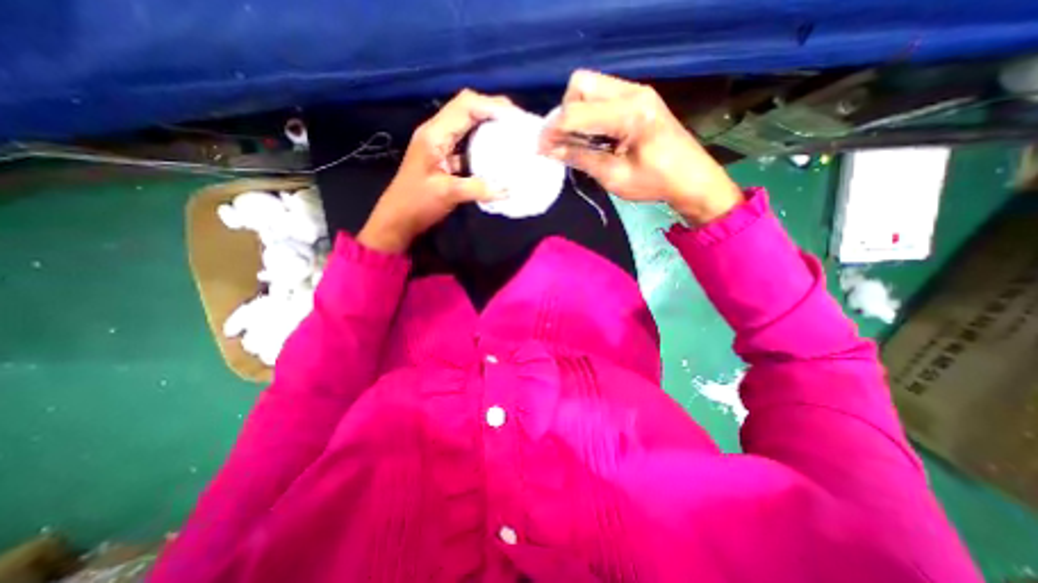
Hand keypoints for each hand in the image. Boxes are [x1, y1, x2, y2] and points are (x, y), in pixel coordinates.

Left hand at [360, 89, 517, 252]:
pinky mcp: (444, 158)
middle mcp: (437, 132)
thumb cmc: (416, 203)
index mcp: (435, 134)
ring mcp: (439, 145)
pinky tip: (497, 155)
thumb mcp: (447, 194)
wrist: (398, 219)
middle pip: (467, 108)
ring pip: (467, 124)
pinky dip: (483, 144)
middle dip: (493, 110)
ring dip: (489, 125)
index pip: (466, 105)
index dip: (492, 106)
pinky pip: (466, 144)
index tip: (516, 118)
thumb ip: (478, 189)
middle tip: (518, 123)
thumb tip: (508, 189)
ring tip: (511, 134)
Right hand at [539, 71, 740, 224]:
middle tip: (565, 141)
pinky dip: (588, 111)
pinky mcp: (638, 97)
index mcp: (630, 113)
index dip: (553, 130)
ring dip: (576, 110)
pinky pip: (602, 94)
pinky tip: (592, 134)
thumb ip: (581, 158)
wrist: (691, 178)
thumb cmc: (655, 183)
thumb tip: (551, 150)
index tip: (540, 149)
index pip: (576, 111)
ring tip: (577, 140)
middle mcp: (632, 92)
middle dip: (565, 112)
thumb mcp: (614, 177)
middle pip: (581, 84)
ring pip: (590, 85)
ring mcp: (636, 91)